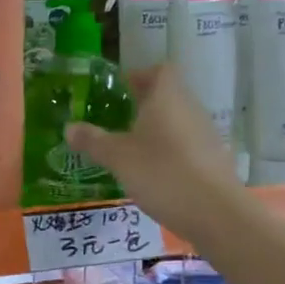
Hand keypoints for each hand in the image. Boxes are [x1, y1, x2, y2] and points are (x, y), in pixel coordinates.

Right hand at [64, 63, 244, 239]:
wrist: (216, 213)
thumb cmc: (162, 173)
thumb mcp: (118, 157)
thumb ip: (93, 141)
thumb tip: (69, 127)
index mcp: (168, 98)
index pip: (160, 70)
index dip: (140, 76)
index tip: (120, 91)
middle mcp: (191, 109)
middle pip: (169, 96)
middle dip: (144, 105)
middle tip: (117, 122)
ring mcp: (207, 135)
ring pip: (178, 122)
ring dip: (157, 131)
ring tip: (132, 151)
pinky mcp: (214, 160)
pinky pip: (187, 146)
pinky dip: (171, 153)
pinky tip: (155, 175)